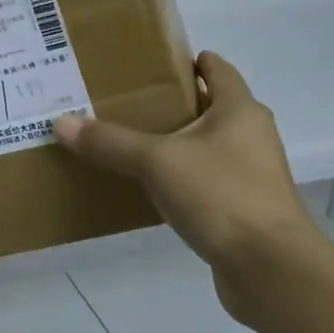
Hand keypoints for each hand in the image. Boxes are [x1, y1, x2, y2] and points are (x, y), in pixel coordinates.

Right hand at [54, 52, 321, 326]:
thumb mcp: (157, 162)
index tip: (149, 63)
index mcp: (240, 110)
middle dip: (174, 102)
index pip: (216, 69)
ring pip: (208, 146)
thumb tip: (61, 123)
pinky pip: (208, 181)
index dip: (187, 61)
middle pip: (211, 106)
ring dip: (177, 142)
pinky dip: (183, 178)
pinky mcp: (245, 210)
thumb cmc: (221, 195)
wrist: (272, 271)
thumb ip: (110, 142)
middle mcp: (251, 136)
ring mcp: (252, 175)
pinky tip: (151, 186)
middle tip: (127, 100)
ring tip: (131, 141)